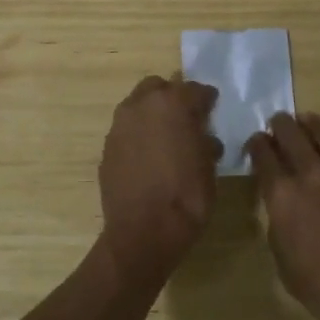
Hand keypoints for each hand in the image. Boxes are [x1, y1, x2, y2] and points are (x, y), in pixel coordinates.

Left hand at [97, 75, 222, 284]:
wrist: (143, 232)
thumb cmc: (186, 196)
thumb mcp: (209, 167)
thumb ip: (205, 141)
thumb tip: (203, 137)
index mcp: (173, 103)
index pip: (195, 89)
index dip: (207, 100)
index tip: (212, 109)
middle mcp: (142, 105)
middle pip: (159, 87)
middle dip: (173, 97)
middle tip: (186, 119)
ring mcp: (120, 125)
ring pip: (138, 106)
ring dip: (153, 115)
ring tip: (166, 138)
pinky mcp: (107, 146)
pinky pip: (127, 130)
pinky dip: (138, 135)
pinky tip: (148, 156)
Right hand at [246, 113, 319, 319]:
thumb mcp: (284, 262)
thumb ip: (280, 224)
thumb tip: (283, 207)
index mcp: (282, 195)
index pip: (263, 155)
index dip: (257, 144)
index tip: (257, 142)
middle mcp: (311, 173)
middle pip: (291, 134)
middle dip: (280, 125)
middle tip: (279, 123)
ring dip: (310, 123)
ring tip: (306, 120)